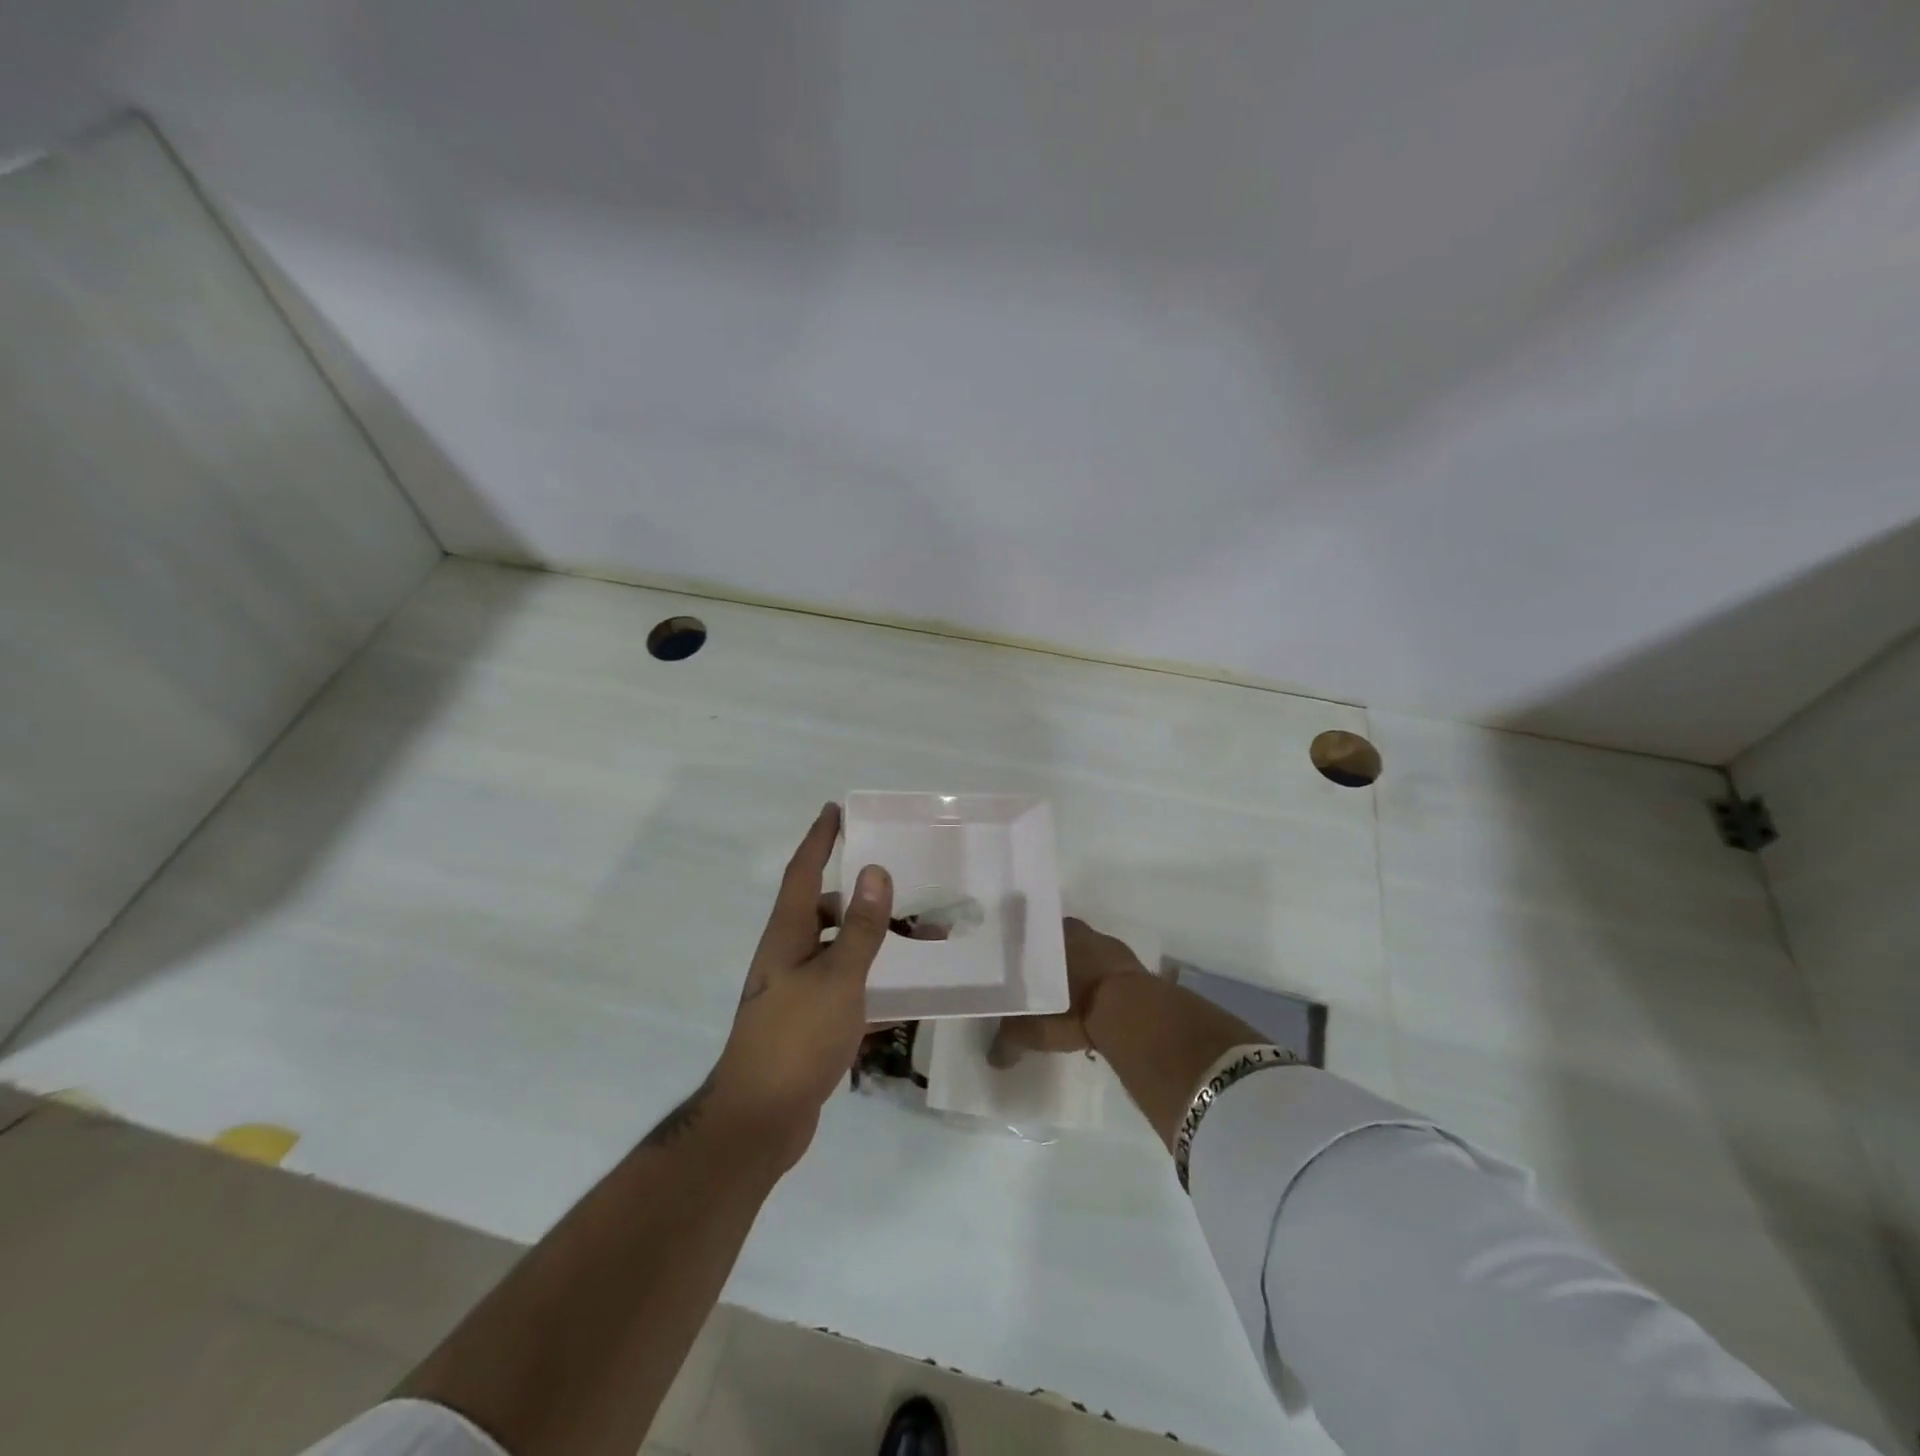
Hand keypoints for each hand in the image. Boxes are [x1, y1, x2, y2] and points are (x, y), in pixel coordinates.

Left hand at [709, 803, 891, 1167]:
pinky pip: (847, 991)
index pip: (803, 872)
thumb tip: (875, 871)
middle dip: (866, 901)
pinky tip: (909, 1000)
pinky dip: (875, 989)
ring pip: (842, 953)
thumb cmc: (796, 1037)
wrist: (761, 1119)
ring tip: (924, 946)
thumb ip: (861, 927)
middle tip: (906, 893)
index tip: (836, 810)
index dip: (820, 839)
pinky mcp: (809, 1023)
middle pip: (827, 912)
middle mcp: (789, 956)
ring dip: (878, 946)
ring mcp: (797, 992)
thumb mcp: (838, 977)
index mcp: (787, 935)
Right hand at [989, 916, 1148, 1062]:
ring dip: (1081, 973)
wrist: (1130, 1013)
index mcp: (1055, 933)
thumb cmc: (1074, 1007)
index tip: (1021, 969)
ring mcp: (1111, 948)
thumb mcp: (1035, 1028)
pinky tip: (1095, 1006)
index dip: (1027, 952)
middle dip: (1054, 961)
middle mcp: (1082, 932)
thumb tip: (993, 1058)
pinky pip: (1110, 973)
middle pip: (1062, 943)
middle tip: (1043, 985)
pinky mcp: (1133, 968)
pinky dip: (1103, 986)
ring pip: (1087, 956)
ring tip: (1069, 999)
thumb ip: (1011, 1038)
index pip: (1034, 934)